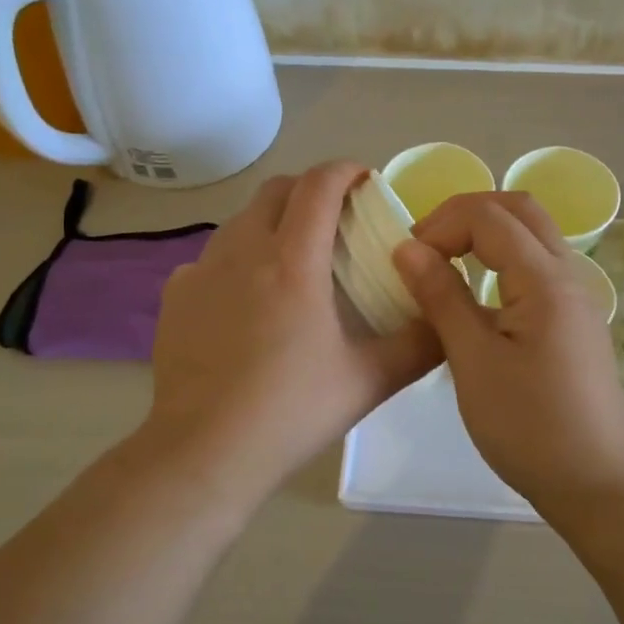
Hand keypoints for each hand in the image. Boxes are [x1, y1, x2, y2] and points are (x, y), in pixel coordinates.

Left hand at [147, 160, 442, 491]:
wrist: (205, 453)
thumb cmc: (292, 411)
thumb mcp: (371, 379)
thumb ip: (420, 344)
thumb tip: (448, 317)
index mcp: (292, 262)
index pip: (318, 185)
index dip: (345, 170)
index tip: (365, 180)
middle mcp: (242, 251)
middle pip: (275, 190)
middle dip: (310, 189)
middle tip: (336, 219)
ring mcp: (201, 271)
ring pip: (241, 220)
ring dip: (272, 221)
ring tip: (294, 259)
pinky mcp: (175, 297)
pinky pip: (211, 257)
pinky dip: (237, 259)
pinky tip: (247, 299)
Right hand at [392, 194, 623, 515]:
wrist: (600, 485)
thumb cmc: (531, 426)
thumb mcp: (473, 361)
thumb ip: (442, 297)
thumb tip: (408, 247)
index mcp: (544, 279)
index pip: (489, 216)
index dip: (441, 223)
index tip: (407, 259)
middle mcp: (568, 275)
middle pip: (518, 210)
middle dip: (465, 214)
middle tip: (425, 247)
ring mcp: (576, 298)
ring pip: (532, 236)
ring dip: (485, 235)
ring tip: (443, 266)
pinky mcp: (574, 321)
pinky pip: (537, 267)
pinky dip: (501, 261)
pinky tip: (476, 299)